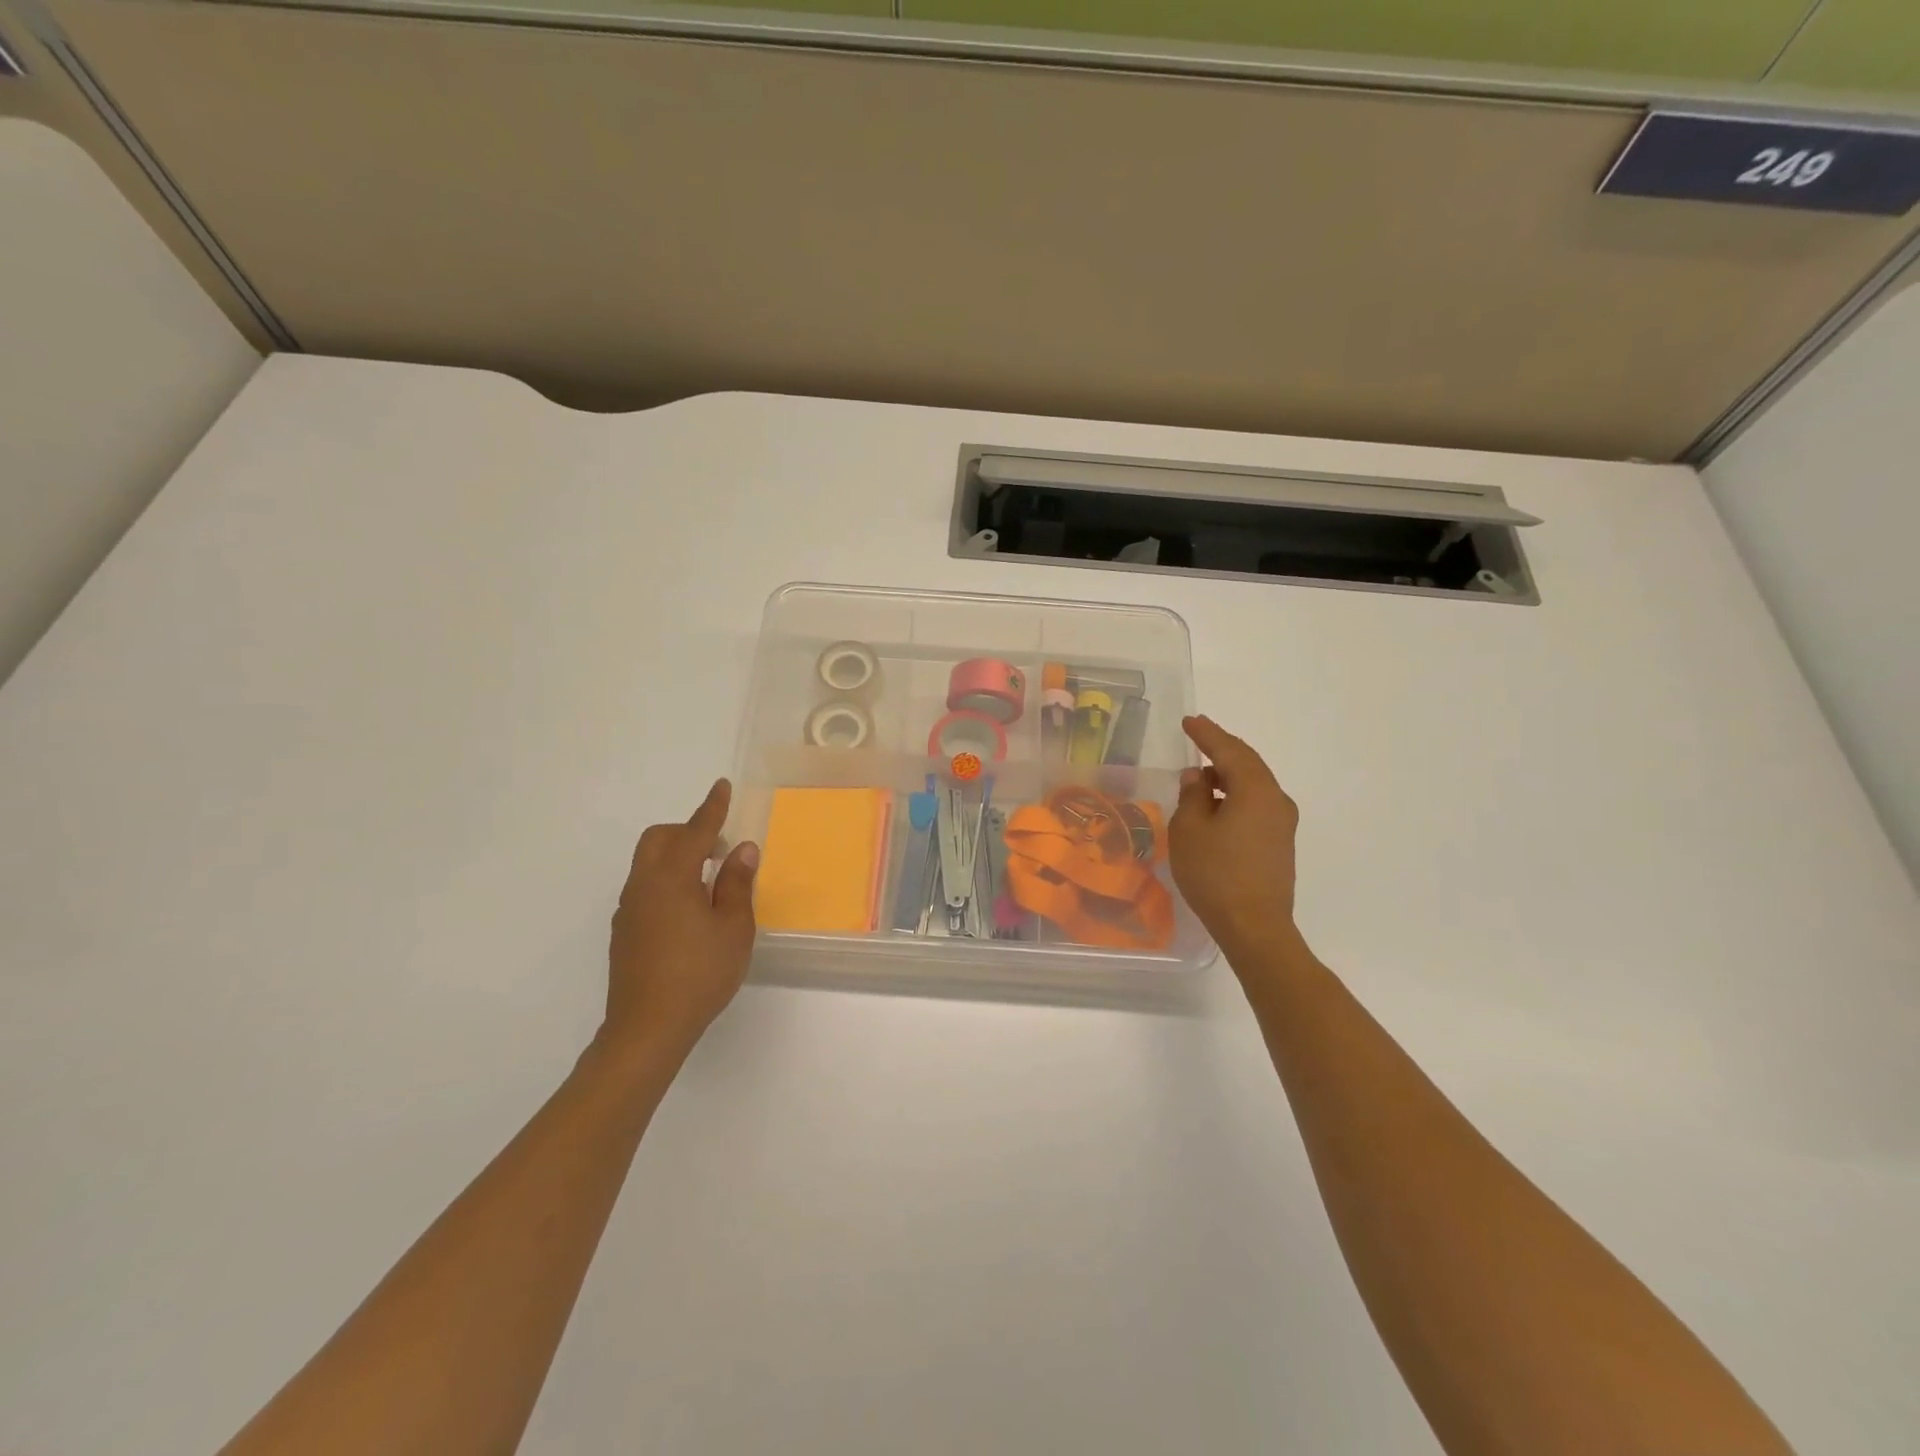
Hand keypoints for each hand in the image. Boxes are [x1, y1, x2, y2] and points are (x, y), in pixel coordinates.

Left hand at [603, 779, 758, 1060]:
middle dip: (688, 831)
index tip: (720, 786)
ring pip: (648, 864)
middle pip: (659, 839)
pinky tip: (689, 911)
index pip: (694, 831)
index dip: (711, 808)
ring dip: (677, 857)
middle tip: (719, 846)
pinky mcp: (624, 932)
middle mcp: (643, 886)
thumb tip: (742, 850)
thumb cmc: (700, 974)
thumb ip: (736, 884)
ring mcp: (628, 910)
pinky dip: (667, 881)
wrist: (647, 1029)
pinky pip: (645, 888)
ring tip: (710, 881)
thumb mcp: (733, 928)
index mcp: (671, 879)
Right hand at [1168, 716, 1301, 959]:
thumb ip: (1192, 796)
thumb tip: (1197, 777)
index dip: (1207, 734)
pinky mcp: (1279, 843)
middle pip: (1247, 763)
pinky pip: (1256, 804)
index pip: (1228, 750)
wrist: (1254, 927)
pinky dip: (1235, 795)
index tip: (1190, 721)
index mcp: (1256, 790)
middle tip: (1197, 737)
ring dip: (1227, 775)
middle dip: (1221, 749)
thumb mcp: (1190, 830)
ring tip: (1200, 775)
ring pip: (1253, 785)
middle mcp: (1276, 799)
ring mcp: (1282, 823)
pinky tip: (1216, 805)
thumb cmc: (1215, 874)